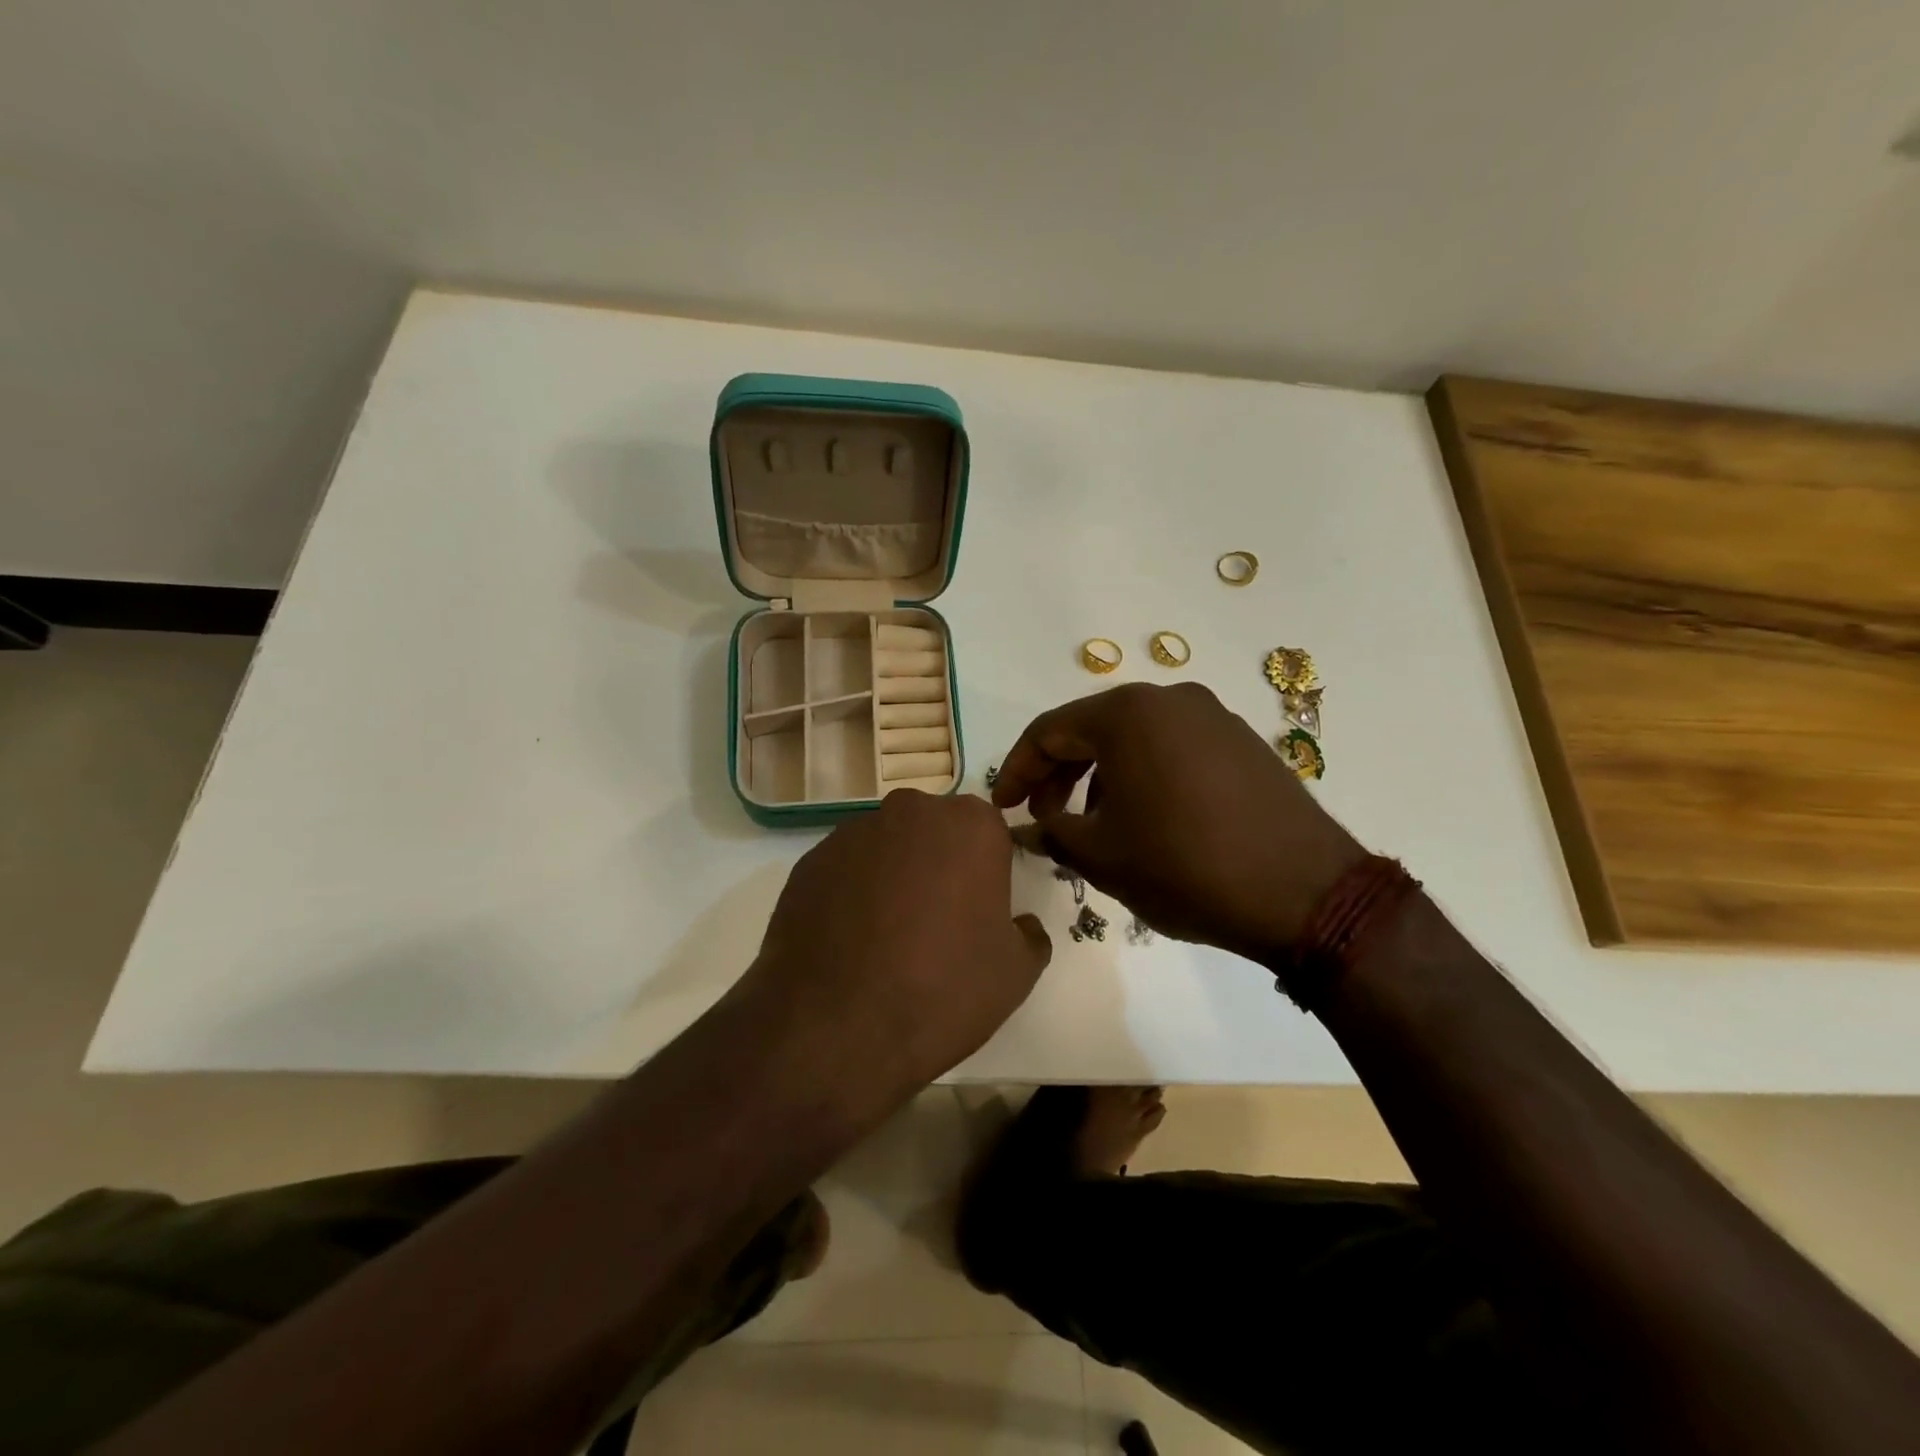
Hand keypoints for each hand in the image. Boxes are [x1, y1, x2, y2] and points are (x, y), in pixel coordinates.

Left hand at [740, 790, 1051, 1108]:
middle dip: (941, 865)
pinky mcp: (810, 861)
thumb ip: (1029, 934)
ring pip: (888, 848)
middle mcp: (911, 812)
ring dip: (894, 877)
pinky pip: (847, 870)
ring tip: (887, 939)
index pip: (990, 834)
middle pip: (936, 832)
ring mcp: (853, 833)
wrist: (834, 1028)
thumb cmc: (942, 990)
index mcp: (970, 825)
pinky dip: (853, 894)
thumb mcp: (1016, 973)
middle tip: (937, 924)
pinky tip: (850, 942)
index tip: (980, 912)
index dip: (988, 873)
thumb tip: (1020, 924)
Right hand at [992, 682, 1366, 966]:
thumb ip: (1051, 832)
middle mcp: (1170, 699)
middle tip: (1042, 816)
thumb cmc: (1184, 867)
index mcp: (1128, 713)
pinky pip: (1173, 748)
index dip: (1017, 770)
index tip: (1001, 807)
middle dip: (1058, 773)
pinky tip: (1145, 819)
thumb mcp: (1102, 855)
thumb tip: (1026, 828)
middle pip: (1092, 729)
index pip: (1049, 731)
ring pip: (1134, 739)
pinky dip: (1143, 776)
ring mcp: (1213, 717)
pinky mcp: (1242, 742)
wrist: (1305, 893)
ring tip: (1093, 826)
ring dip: (1100, 777)